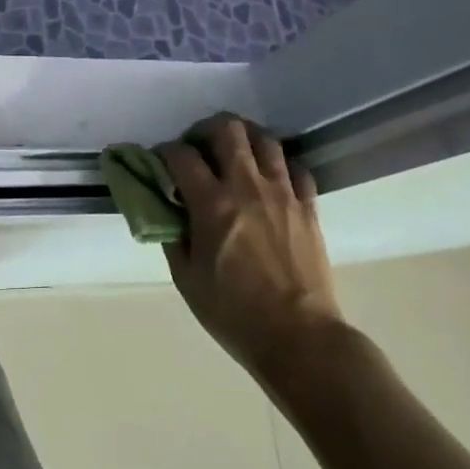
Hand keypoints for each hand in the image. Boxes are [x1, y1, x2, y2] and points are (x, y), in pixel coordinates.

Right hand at [158, 114, 342, 382]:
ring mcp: (283, 193)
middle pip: (227, 128)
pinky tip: (270, 178)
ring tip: (234, 154)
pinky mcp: (308, 207)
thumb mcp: (187, 280)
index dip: (165, 151)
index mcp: (213, 204)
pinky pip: (295, 167)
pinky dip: (279, 165)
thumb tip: (168, 211)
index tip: (161, 161)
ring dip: (244, 138)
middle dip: (205, 129)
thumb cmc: (235, 314)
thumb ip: (173, 236)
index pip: (182, 155)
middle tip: (198, 147)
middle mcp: (247, 187)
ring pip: (265, 139)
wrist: (301, 339)